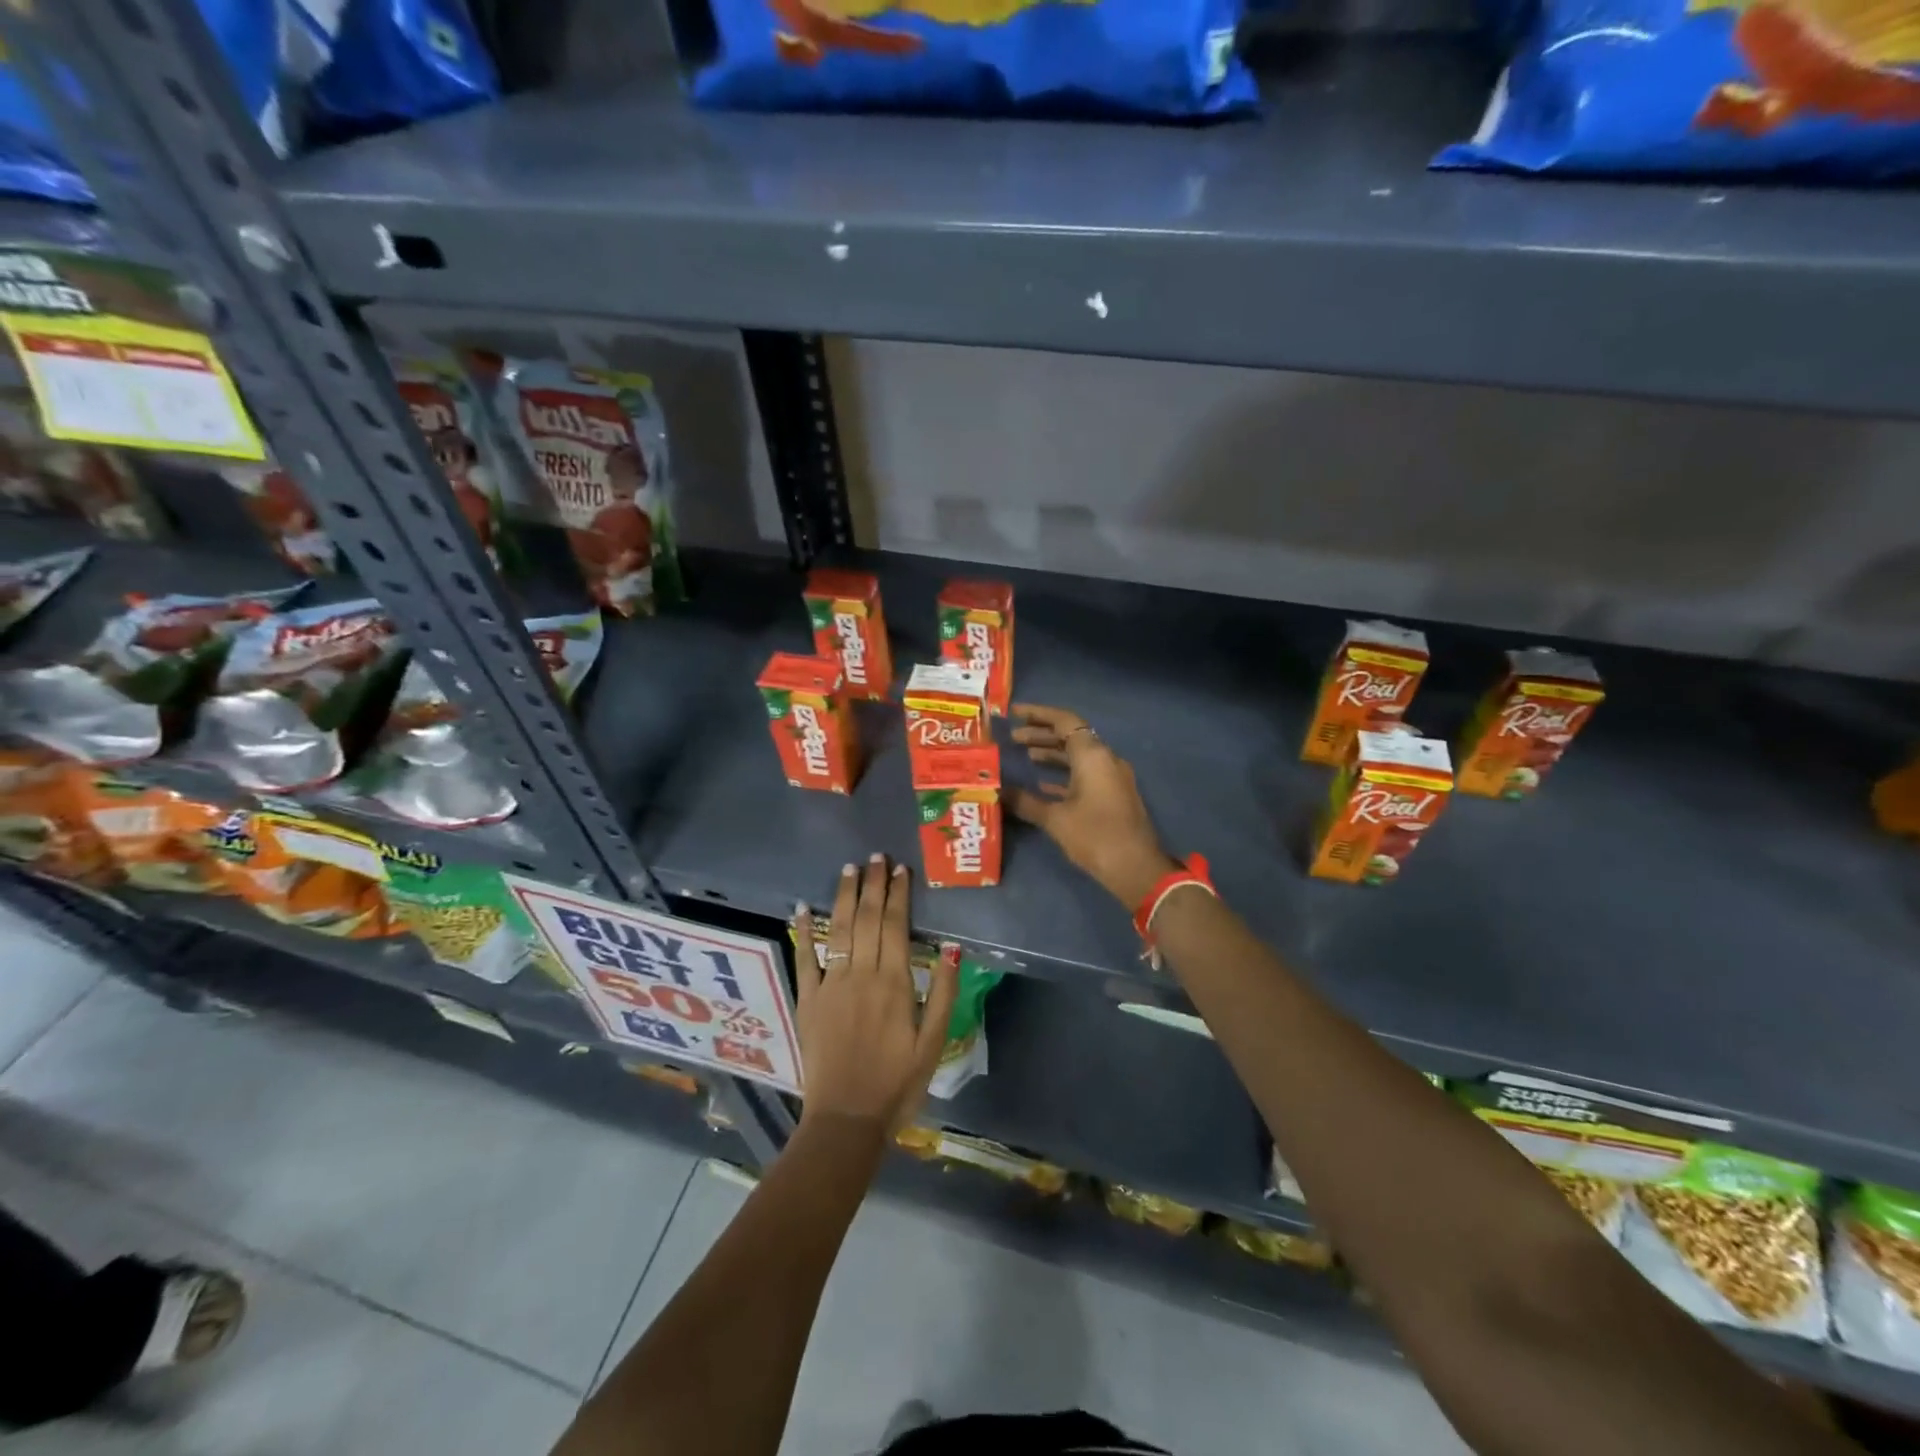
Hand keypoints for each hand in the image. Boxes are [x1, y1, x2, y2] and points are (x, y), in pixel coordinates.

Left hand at [792, 855, 958, 1134]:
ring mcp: (830, 985)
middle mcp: (861, 974)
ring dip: (843, 896)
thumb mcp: (933, 1043)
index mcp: (894, 983)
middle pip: (866, 919)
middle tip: (876, 857)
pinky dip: (802, 931)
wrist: (846, 1119)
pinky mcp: (808, 1000)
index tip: (900, 870)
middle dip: (872, 885)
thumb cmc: (897, 1083)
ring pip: (837, 930)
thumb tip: (952, 948)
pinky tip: (801, 907)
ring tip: (849, 869)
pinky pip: (804, 958)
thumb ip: (943, 993)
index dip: (897, 895)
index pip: (895, 926)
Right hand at [1006, 703, 1178, 907]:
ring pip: (1079, 755)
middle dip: (1041, 734)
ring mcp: (1112, 777)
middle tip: (1013, 738)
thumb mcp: (1055, 819)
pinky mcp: (1114, 795)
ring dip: (1052, 753)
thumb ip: (1025, 801)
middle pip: (1071, 736)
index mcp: (1093, 755)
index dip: (1038, 714)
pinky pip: (1086, 773)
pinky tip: (1043, 784)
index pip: (1064, 721)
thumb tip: (998, 791)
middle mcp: (1105, 759)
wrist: (1136, 868)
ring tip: (1025, 756)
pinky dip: (1064, 773)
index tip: (1014, 713)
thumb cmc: (1094, 836)